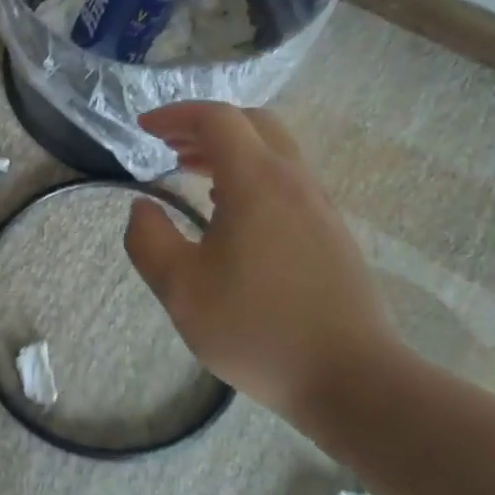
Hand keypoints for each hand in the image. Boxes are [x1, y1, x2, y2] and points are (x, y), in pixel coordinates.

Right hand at [123, 102, 399, 413]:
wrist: (352, 379)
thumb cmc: (257, 329)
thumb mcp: (181, 289)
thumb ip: (149, 240)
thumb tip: (141, 207)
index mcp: (256, 182)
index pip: (216, 119)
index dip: (176, 115)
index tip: (144, 128)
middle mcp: (293, 181)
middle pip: (252, 124)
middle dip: (205, 126)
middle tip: (169, 146)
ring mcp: (319, 206)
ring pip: (274, 152)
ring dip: (230, 150)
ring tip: (192, 172)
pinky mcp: (332, 233)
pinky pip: (287, 180)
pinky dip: (251, 175)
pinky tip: (230, 213)